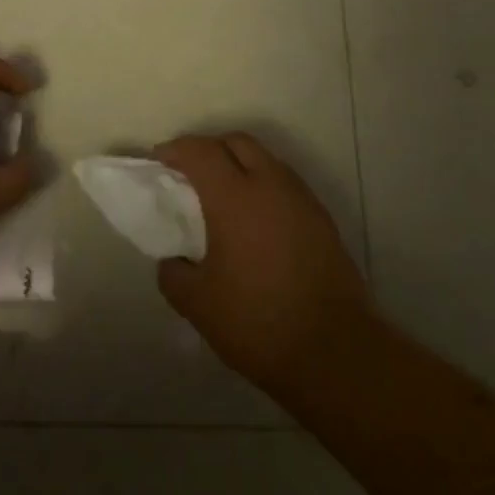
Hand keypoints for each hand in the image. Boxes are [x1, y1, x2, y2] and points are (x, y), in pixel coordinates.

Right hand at [155, 133, 373, 395]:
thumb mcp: (198, 304)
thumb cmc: (257, 321)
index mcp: (234, 196)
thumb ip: (173, 273)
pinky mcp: (322, 219)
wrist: (335, 352)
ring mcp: (301, 199)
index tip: (158, 162)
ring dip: (240, 166)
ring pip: (266, 160)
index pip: (200, 150)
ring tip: (223, 199)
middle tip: (190, 175)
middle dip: (210, 149)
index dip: (175, 150)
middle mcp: (270, 184)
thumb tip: (173, 260)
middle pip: (237, 142)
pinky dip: (264, 187)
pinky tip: (255, 223)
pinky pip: (285, 185)